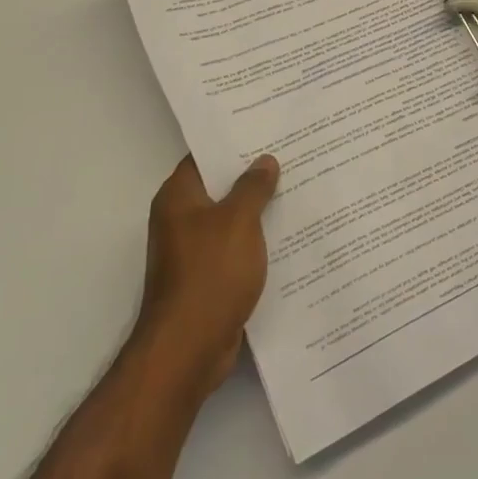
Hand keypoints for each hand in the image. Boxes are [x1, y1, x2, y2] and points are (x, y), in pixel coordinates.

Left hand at [137, 154, 279, 397]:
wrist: (189, 348)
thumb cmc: (210, 273)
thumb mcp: (238, 221)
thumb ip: (252, 188)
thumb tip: (264, 161)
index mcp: (178, 198)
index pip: (205, 157)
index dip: (234, 143)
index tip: (268, 130)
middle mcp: (180, 220)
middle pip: (219, 187)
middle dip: (253, 175)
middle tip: (292, 156)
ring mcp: (192, 252)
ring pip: (231, 220)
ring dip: (259, 210)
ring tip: (299, 189)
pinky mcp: (207, 278)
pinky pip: (236, 249)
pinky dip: (257, 241)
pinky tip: (290, 235)